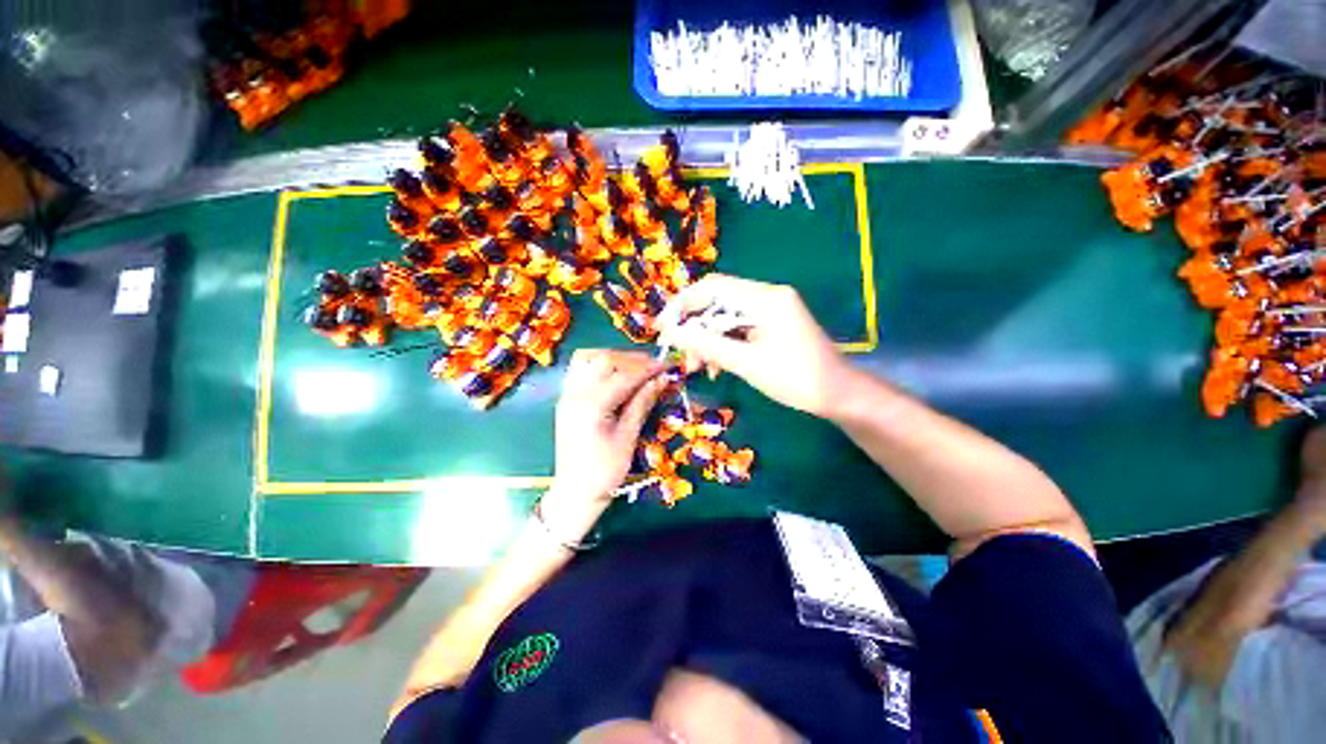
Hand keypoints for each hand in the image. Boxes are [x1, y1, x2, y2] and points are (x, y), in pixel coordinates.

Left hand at [550, 349, 666, 511]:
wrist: (574, 492)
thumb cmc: (604, 471)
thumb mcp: (628, 438)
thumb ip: (642, 404)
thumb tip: (661, 380)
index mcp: (591, 406)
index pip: (624, 376)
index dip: (648, 369)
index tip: (667, 366)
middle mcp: (575, 394)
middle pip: (605, 360)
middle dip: (632, 359)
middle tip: (654, 367)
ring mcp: (567, 395)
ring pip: (589, 359)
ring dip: (614, 358)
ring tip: (635, 368)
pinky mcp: (566, 399)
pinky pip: (581, 370)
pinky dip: (599, 365)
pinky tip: (614, 374)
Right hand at [659, 274, 851, 416]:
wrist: (838, 395)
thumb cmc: (796, 379)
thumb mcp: (746, 363)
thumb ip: (706, 345)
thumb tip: (670, 332)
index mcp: (765, 298)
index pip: (713, 287)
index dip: (683, 304)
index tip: (662, 327)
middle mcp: (767, 296)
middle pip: (717, 303)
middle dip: (694, 328)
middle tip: (680, 354)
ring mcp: (770, 310)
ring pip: (725, 319)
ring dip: (707, 341)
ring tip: (697, 368)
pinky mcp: (771, 325)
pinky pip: (737, 330)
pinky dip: (722, 346)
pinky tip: (715, 367)